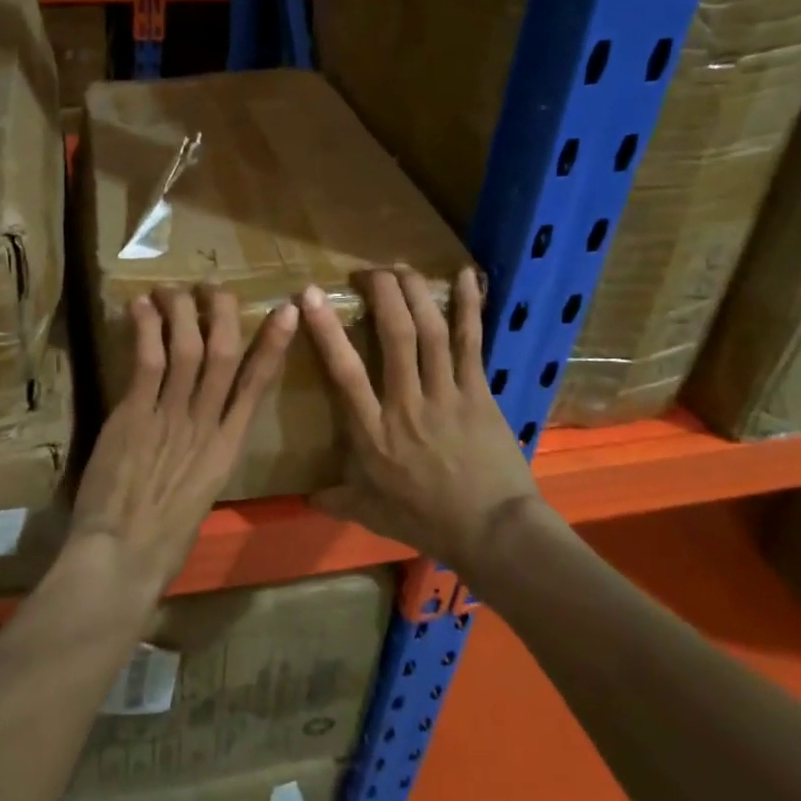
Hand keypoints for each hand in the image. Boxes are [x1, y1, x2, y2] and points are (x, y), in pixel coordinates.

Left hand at [70, 286, 298, 601]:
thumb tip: (201, 433)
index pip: (258, 386)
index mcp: (228, 449)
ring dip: (182, 312)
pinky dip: (147, 330)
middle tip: (213, 288)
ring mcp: (171, 417)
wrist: (124, 557)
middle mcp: (206, 425)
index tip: (287, 312)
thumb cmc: (163, 541)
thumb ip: (203, 457)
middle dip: (223, 314)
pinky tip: (141, 307)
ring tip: (172, 289)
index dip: (273, 345)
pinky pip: (148, 362)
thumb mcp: (200, 495)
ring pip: (188, 350)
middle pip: (224, 355)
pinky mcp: (135, 415)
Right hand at [301, 267, 540, 571]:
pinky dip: (468, 307)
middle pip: (394, 336)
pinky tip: (465, 275)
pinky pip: (471, 343)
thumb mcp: (373, 515)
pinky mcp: (479, 393)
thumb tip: (304, 497)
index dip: (327, 330)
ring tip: (401, 267)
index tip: (310, 296)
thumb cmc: (428, 523)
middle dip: (380, 294)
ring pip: (430, 332)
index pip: (345, 372)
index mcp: (374, 433)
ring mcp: (447, 395)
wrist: (495, 534)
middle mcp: (407, 404)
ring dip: (415, 293)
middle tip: (367, 270)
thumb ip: (338, 499)